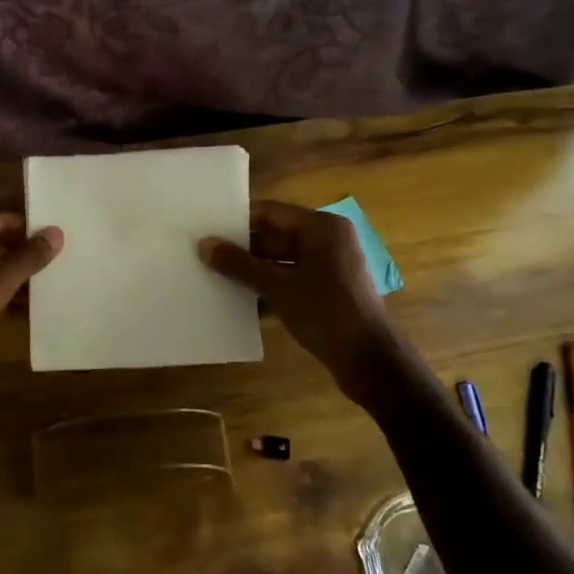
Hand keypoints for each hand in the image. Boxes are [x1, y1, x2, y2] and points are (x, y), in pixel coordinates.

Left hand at [0, 213, 62, 386]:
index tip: (58, 237)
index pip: (0, 220)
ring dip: (15, 277)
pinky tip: (28, 308)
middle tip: (60, 260)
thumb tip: (57, 232)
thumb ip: (26, 259)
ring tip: (51, 283)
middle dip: (24, 254)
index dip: (28, 228)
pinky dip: (1, 295)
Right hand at [200, 199, 394, 392]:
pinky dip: (269, 287)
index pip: (270, 212)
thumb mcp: (277, 287)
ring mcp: (330, 266)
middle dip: (242, 249)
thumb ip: (239, 264)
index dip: (238, 220)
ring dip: (252, 270)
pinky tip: (240, 301)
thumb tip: (204, 245)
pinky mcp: (328, 290)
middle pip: (275, 236)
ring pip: (281, 260)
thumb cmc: (326, 313)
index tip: (206, 228)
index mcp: (322, 227)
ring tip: (215, 276)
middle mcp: (328, 240)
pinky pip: (291, 279)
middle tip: (205, 255)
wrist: (369, 361)